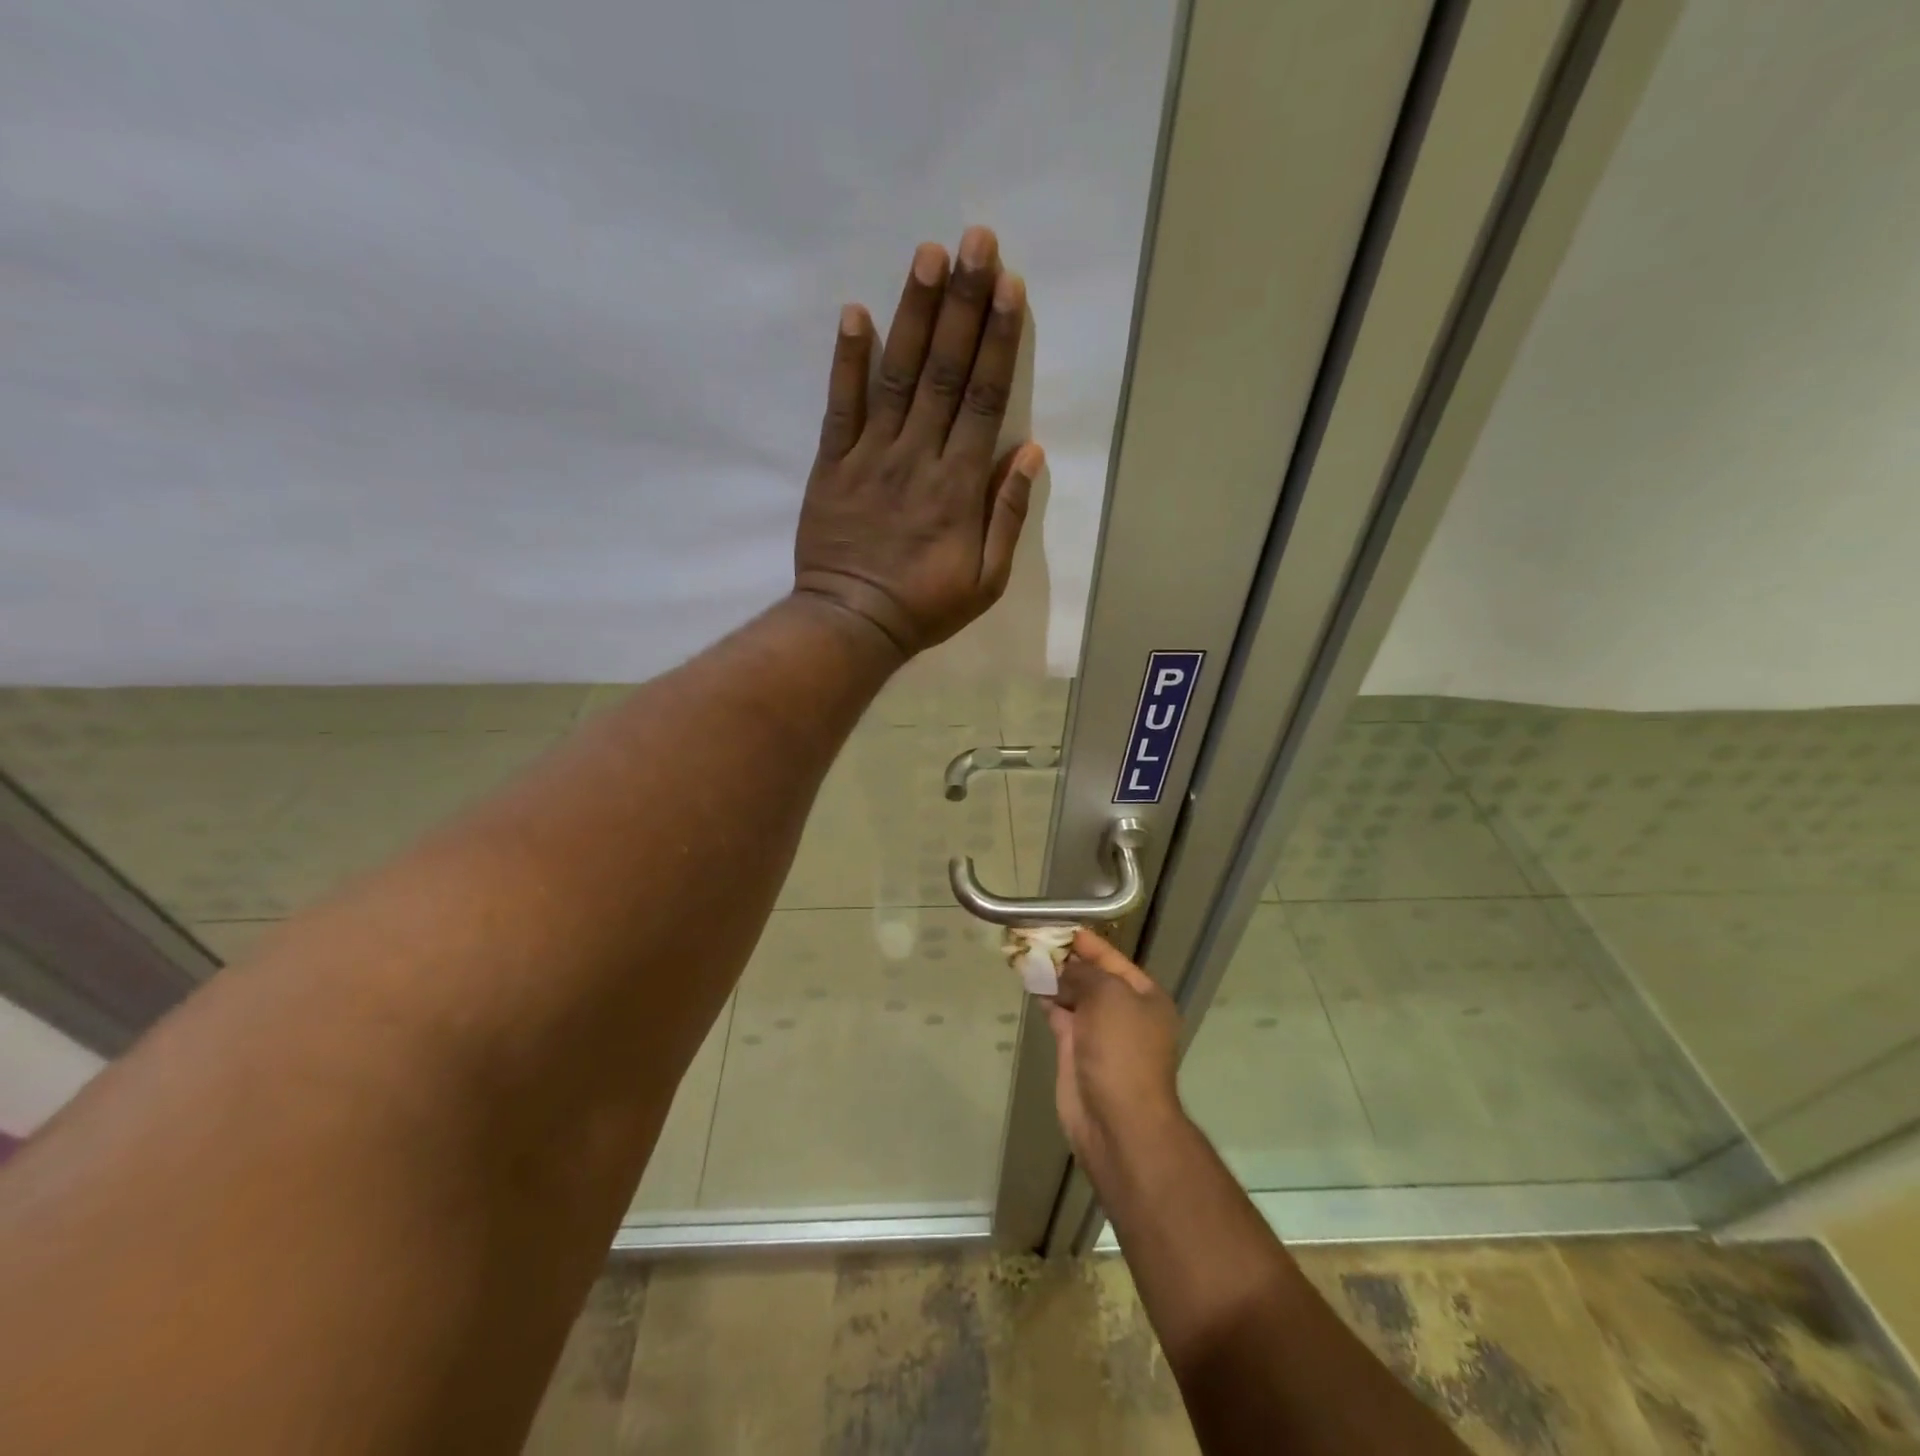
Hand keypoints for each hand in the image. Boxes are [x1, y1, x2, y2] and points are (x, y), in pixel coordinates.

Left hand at [793, 226, 1045, 657]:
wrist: (852, 623)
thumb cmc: (925, 606)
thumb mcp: (987, 579)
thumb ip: (1007, 515)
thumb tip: (1029, 453)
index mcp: (959, 486)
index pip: (984, 400)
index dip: (998, 341)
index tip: (1010, 287)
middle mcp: (918, 458)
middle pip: (945, 373)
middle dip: (963, 305)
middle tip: (976, 241)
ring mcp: (871, 457)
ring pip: (898, 376)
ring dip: (914, 315)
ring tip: (928, 255)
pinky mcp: (833, 465)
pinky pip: (840, 406)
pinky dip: (847, 361)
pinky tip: (855, 313)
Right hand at [1044, 930, 1185, 1175]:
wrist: (1118, 1121)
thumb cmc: (1122, 1050)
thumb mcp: (1109, 996)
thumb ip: (1084, 974)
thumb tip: (1063, 967)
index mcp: (1145, 996)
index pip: (1113, 959)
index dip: (1086, 942)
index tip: (1058, 926)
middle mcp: (1125, 1012)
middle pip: (1092, 976)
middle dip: (1066, 958)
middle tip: (1034, 938)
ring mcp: (1100, 1033)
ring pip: (1073, 995)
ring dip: (1053, 977)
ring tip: (1026, 955)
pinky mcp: (1076, 1051)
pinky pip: (1060, 1015)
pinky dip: (1047, 998)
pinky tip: (1030, 982)